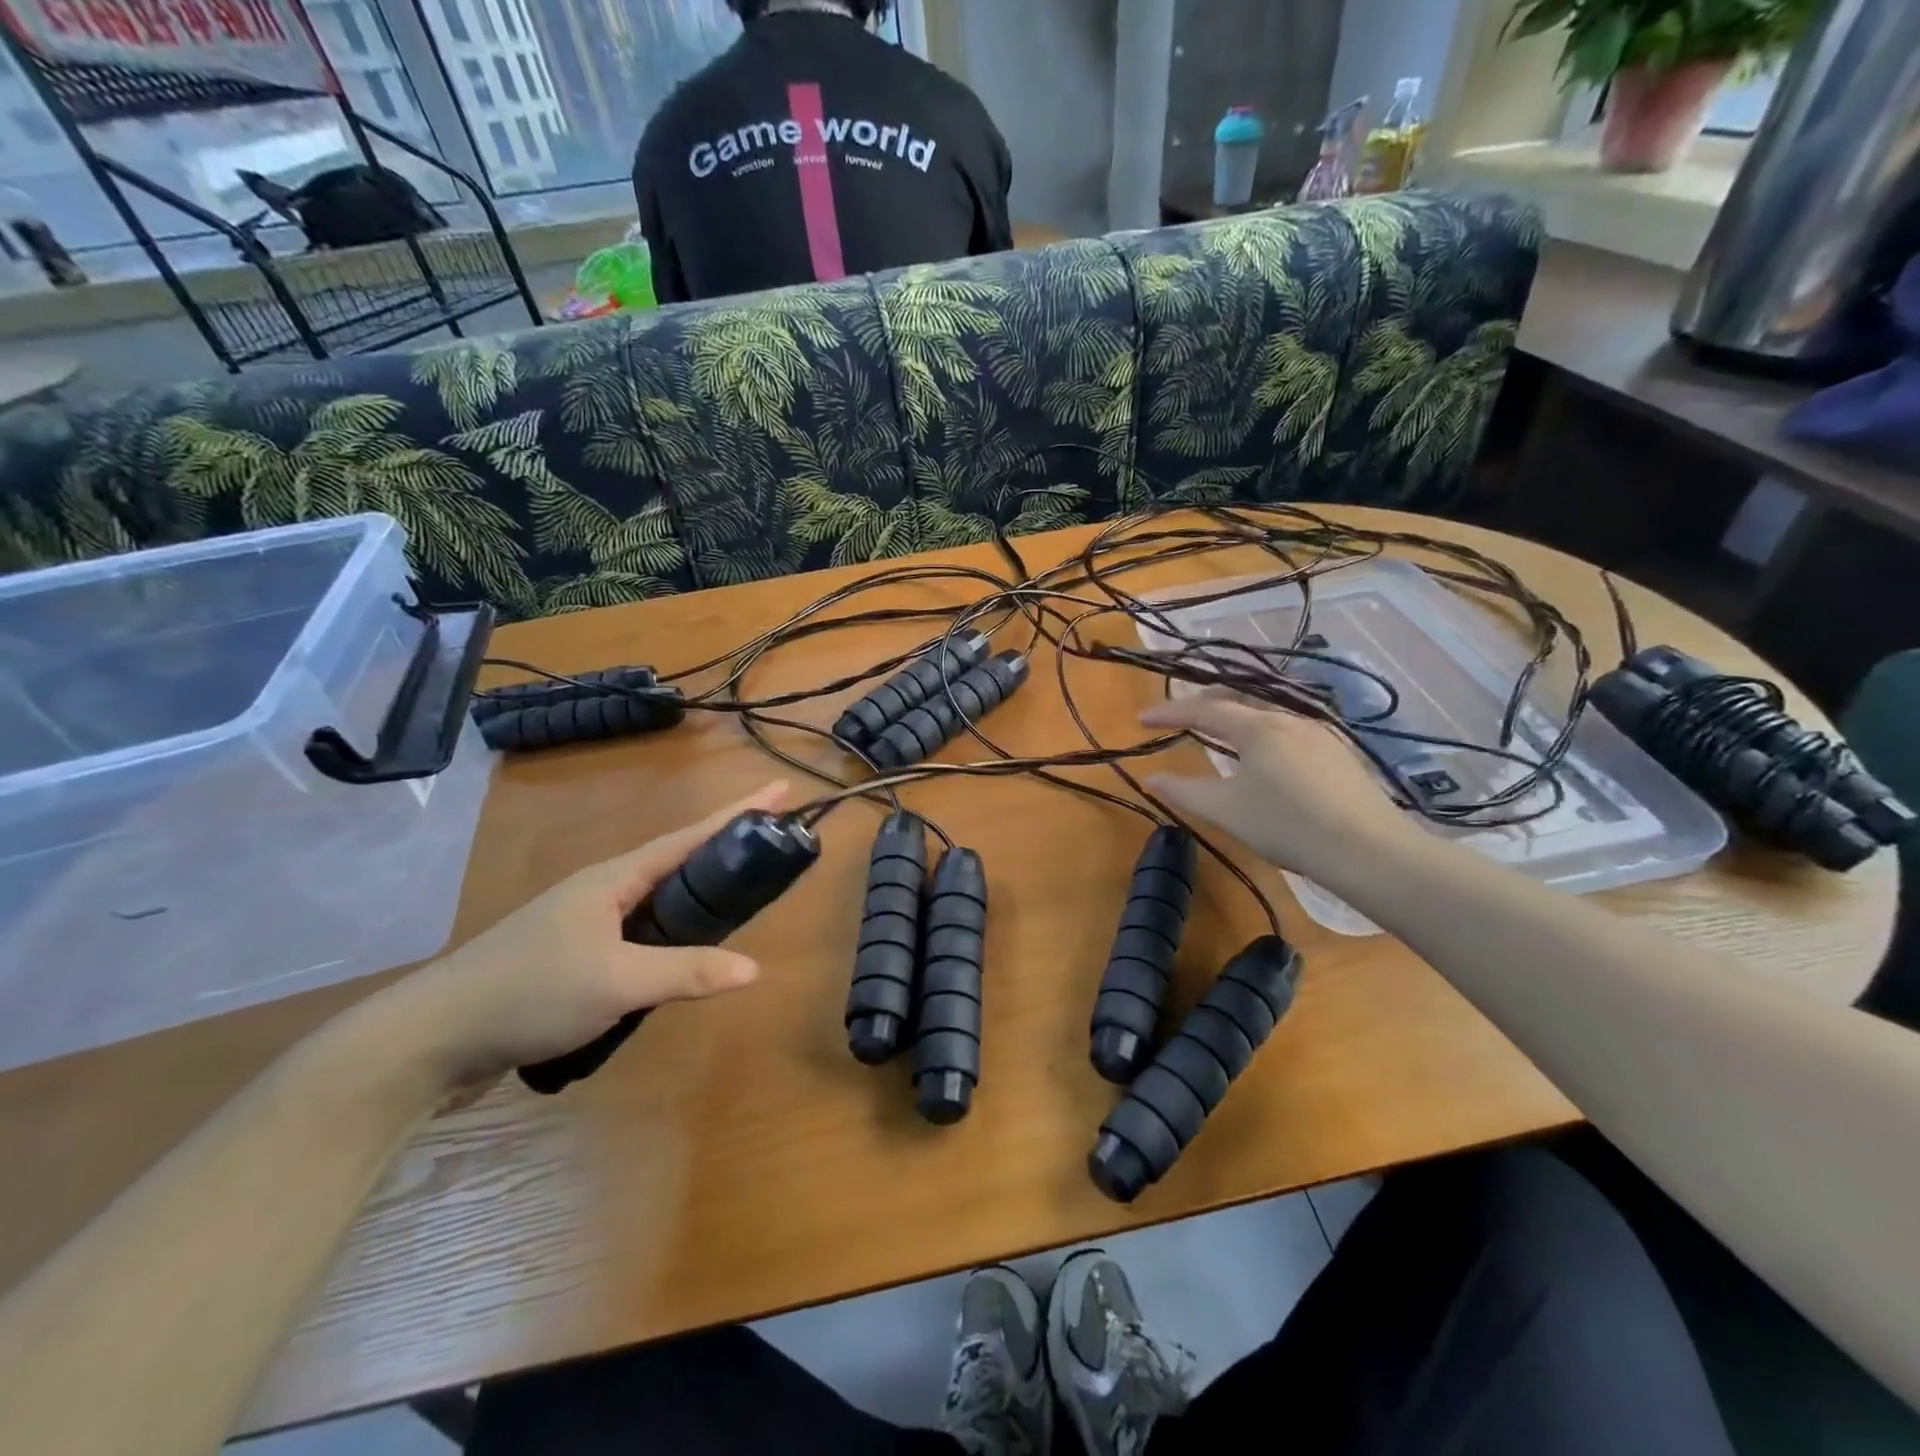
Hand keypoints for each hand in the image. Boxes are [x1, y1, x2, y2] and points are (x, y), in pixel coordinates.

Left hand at [383, 782, 789, 1089]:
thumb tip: (754, 968)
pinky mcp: (574, 956)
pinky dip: (672, 932)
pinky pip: (640, 932)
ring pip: (658, 900)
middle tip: (771, 848)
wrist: (434, 1037)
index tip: (780, 790)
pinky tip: (683, 955)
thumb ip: (686, 972)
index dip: (738, 813)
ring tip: (740, 901)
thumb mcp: (616, 982)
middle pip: (679, 861)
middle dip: (725, 850)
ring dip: (699, 895)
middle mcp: (603, 890)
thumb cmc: (530, 992)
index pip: (691, 837)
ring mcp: (586, 923)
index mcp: (615, 878)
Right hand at [1140, 696, 1418, 884]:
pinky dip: (1261, 731)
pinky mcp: (1338, 751)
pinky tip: (1263, 754)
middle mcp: (1289, 718)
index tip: (1142, 719)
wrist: (1369, 850)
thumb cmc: (1288, 827)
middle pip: (1238, 699)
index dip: (1169, 712)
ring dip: (1235, 716)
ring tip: (1218, 732)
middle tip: (1179, 717)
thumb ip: (1184, 791)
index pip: (1203, 710)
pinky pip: (1288, 728)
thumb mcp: (1227, 811)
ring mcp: (1319, 733)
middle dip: (1203, 704)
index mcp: (1258, 727)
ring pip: (1266, 712)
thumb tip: (1151, 777)